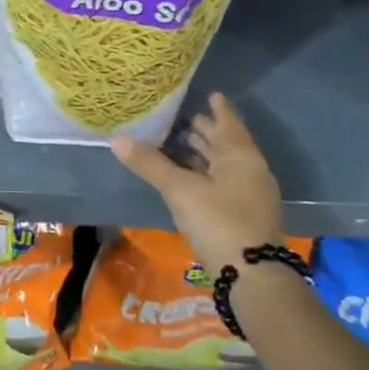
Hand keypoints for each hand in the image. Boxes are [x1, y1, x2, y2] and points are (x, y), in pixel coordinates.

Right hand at [111, 93, 283, 268]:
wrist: (252, 275)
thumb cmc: (219, 221)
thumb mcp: (180, 190)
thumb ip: (150, 164)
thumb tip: (117, 138)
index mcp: (241, 158)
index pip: (229, 125)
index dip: (219, 110)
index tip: (211, 94)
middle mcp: (250, 172)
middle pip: (227, 145)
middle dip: (208, 131)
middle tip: (187, 116)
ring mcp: (249, 195)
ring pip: (224, 165)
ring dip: (205, 153)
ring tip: (182, 141)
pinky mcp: (243, 215)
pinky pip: (222, 183)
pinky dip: (205, 173)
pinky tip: (188, 177)